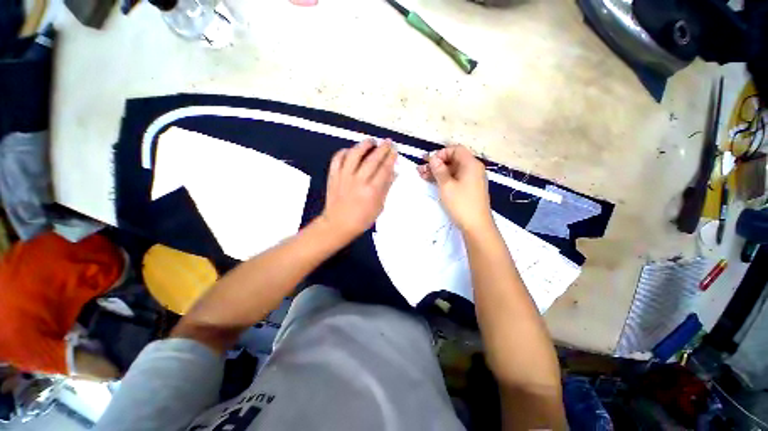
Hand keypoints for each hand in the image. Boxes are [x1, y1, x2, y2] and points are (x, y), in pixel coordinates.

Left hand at [321, 139, 396, 242]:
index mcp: (372, 191)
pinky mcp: (333, 176)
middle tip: (388, 142)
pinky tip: (352, 151)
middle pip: (372, 159)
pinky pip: (338, 158)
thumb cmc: (362, 219)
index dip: (391, 157)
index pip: (384, 168)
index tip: (395, 150)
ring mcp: (344, 177)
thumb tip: (394, 171)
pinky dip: (345, 151)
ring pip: (354, 154)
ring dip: (364, 145)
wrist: (338, 224)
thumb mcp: (379, 206)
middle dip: (382, 148)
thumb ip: (386, 187)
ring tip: (371, 141)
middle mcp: (358, 181)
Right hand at [417, 144, 492, 232]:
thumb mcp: (446, 185)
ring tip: (421, 175)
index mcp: (471, 164)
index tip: (430, 162)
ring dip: (438, 171)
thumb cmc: (461, 203)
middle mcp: (473, 169)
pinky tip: (431, 181)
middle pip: (453, 160)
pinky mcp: (469, 189)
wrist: (476, 226)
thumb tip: (433, 158)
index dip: (441, 153)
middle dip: (436, 163)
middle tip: (421, 168)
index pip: (456, 149)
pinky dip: (444, 179)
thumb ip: (439, 170)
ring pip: (452, 170)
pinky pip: (455, 178)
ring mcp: (471, 179)